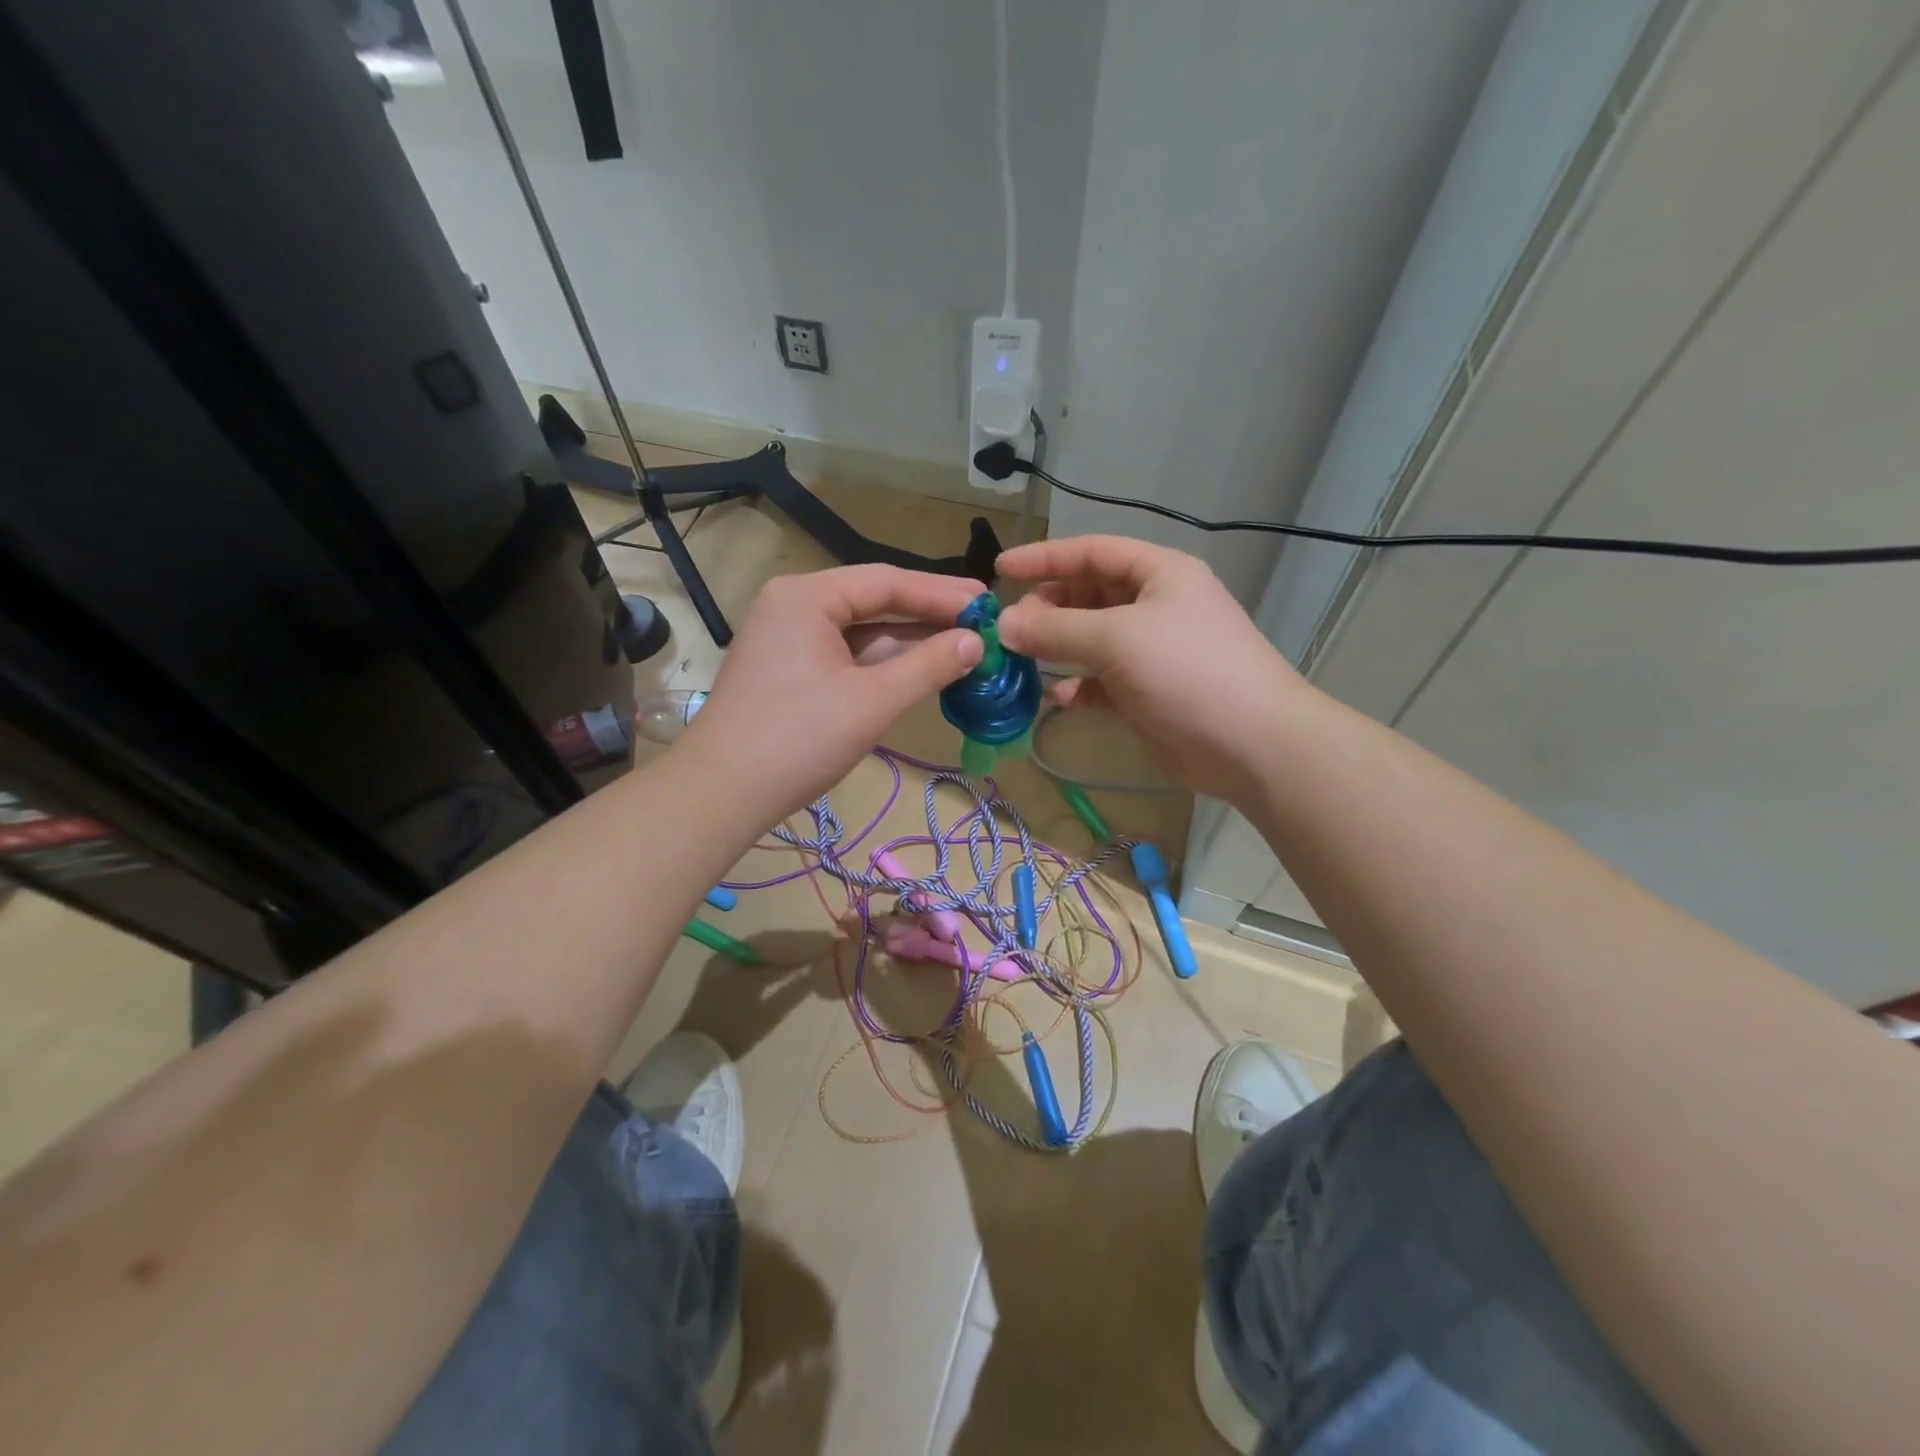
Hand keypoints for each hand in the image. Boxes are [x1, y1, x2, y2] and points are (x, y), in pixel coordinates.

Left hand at [679, 565, 982, 817]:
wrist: (723, 793)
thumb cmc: (799, 739)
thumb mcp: (873, 701)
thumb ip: (929, 666)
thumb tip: (976, 643)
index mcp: (807, 597)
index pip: (887, 582)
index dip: (941, 593)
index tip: (987, 603)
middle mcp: (794, 606)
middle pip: (874, 602)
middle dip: (928, 615)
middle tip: (982, 623)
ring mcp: (788, 639)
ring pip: (861, 631)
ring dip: (909, 641)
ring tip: (963, 646)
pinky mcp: (789, 670)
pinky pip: (846, 655)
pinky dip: (883, 663)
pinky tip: (921, 669)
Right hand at [996, 536, 1301, 798]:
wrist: (1251, 743)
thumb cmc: (1187, 671)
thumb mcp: (1117, 639)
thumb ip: (1056, 629)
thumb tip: (1003, 624)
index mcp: (1158, 574)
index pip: (1092, 552)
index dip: (1045, 558)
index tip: (999, 570)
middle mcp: (1155, 606)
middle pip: (1089, 595)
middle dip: (1048, 607)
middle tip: (1011, 625)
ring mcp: (1152, 652)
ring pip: (1092, 640)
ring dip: (1058, 647)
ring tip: (1023, 657)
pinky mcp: (1148, 693)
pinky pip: (1102, 681)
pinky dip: (1079, 686)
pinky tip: (1060, 697)